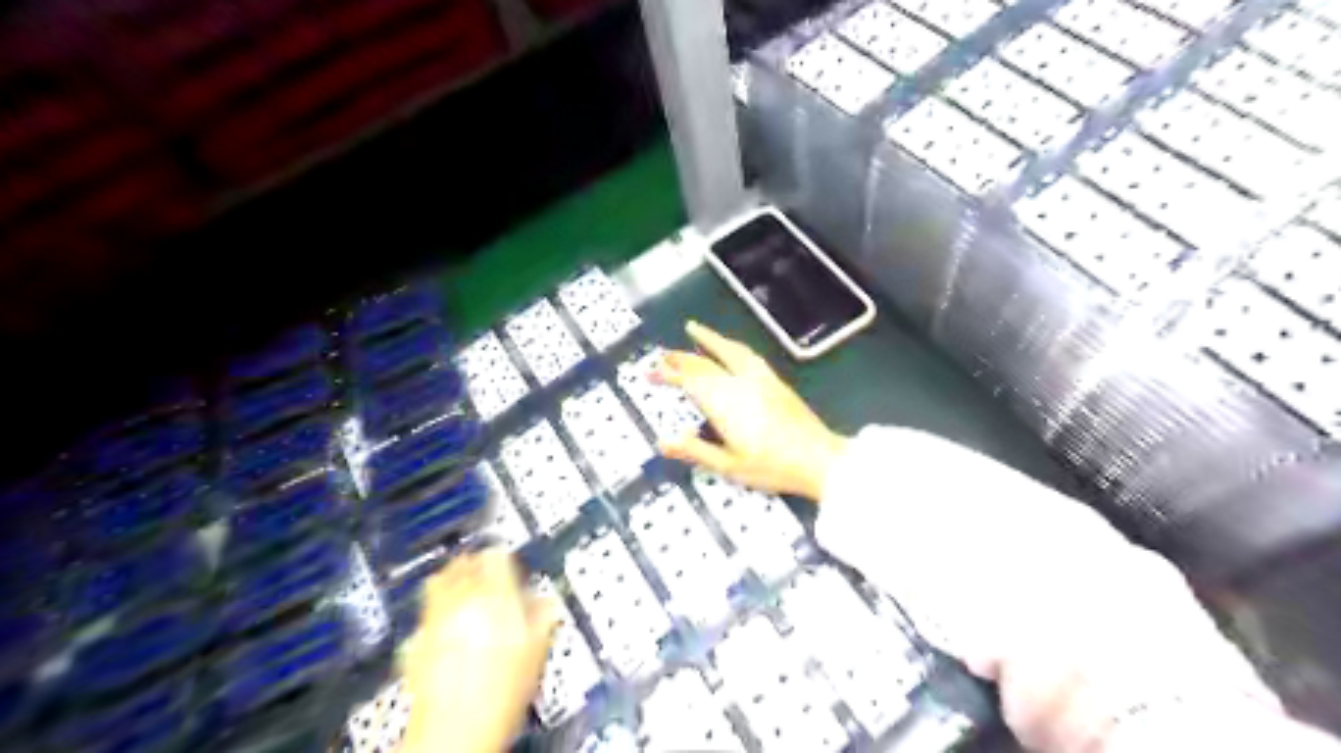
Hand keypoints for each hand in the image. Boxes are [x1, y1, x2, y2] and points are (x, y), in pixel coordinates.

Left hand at [403, 546, 561, 752]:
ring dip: (451, 579)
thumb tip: (546, 602)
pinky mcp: (414, 644)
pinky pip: (425, 612)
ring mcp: (433, 622)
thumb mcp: (537, 651)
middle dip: (474, 563)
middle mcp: (460, 602)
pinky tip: (446, 624)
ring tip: (462, 588)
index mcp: (495, 597)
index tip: (509, 562)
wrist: (455, 734)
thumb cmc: (498, 696)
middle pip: (462, 563)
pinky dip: (435, 610)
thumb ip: (542, 616)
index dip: (505, 556)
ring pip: (437, 581)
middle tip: (485, 569)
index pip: (497, 556)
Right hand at [656, 320, 841, 503]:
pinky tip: (731, 347)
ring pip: (728, 350)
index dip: (668, 374)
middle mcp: (740, 383)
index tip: (651, 371)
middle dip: (680, 357)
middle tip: (662, 355)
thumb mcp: (728, 466)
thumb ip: (694, 450)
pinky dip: (731, 346)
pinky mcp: (775, 381)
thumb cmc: (773, 467)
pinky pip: (747, 354)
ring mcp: (760, 379)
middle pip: (705, 363)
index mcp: (725, 403)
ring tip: (694, 329)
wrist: (819, 459)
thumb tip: (664, 441)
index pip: (690, 380)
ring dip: (709, 340)